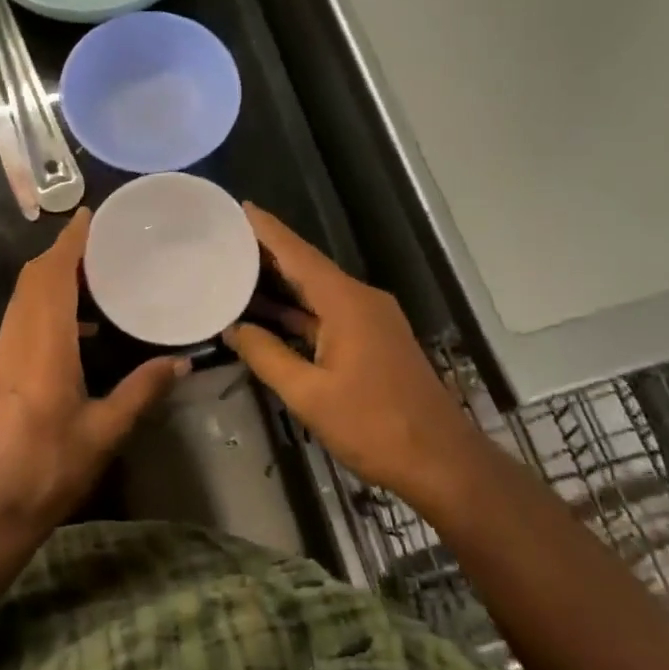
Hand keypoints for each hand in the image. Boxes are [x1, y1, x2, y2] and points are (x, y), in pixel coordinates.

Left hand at [0, 209, 187, 542]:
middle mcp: (19, 335)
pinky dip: (47, 301)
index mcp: (44, 341)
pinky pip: (23, 315)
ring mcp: (5, 351)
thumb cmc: (47, 467)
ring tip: (96, 277)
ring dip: (54, 275)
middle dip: (64, 252)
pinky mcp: (1, 367)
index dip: (71, 240)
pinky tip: (79, 328)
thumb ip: (142, 391)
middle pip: (35, 276)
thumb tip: (181, 362)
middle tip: (102, 244)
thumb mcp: (104, 431)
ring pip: (25, 295)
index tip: (89, 214)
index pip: (54, 273)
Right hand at [224, 204, 469, 500]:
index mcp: (346, 301)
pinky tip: (269, 314)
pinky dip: (298, 310)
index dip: (267, 229)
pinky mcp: (373, 339)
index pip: (298, 253)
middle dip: (268, 251)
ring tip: (236, 269)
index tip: (239, 206)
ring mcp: (369, 319)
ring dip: (281, 283)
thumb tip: (233, 329)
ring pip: (316, 291)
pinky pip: (327, 312)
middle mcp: (360, 299)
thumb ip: (268, 356)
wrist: (442, 463)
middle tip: (225, 237)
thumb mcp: (309, 395)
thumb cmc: (375, 426)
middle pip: (307, 266)